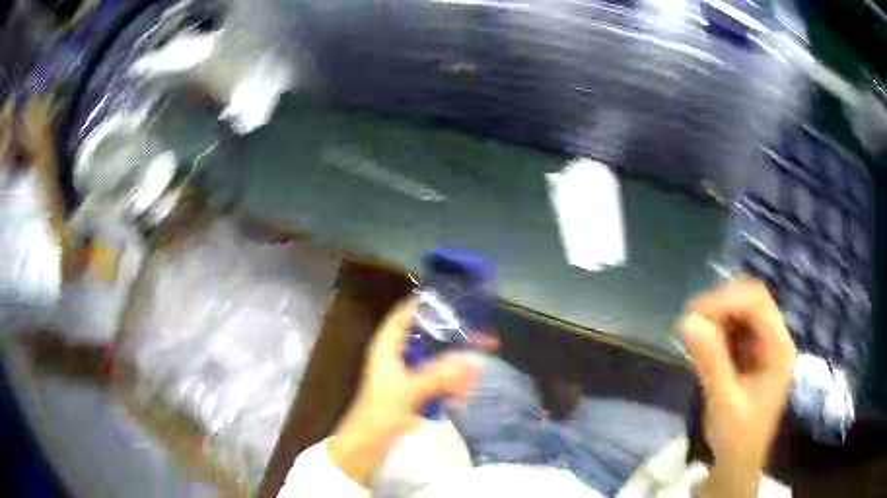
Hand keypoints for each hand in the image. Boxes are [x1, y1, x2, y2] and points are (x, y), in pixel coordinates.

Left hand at [328, 298, 490, 485]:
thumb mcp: (409, 391)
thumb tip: (475, 360)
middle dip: (454, 340)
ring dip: (455, 368)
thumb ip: (442, 375)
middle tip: (483, 338)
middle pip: (427, 337)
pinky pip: (437, 381)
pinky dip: (450, 386)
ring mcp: (405, 375)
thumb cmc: (379, 414)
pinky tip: (464, 396)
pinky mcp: (412, 393)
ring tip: (476, 375)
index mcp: (387, 346)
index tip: (456, 300)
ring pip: (435, 361)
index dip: (427, 304)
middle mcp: (395, 355)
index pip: (406, 314)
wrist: (365, 447)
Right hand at [681, 278, 796, 497]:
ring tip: (693, 336)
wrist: (737, 464)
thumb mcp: (724, 403)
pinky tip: (702, 346)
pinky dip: (716, 331)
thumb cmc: (736, 438)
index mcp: (779, 349)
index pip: (757, 303)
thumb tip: (687, 322)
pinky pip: (734, 329)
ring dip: (716, 318)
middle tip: (689, 322)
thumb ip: (710, 362)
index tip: (693, 314)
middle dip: (720, 305)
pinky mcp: (751, 354)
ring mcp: (764, 346)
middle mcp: (775, 339)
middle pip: (751, 300)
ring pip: (741, 311)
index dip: (726, 300)